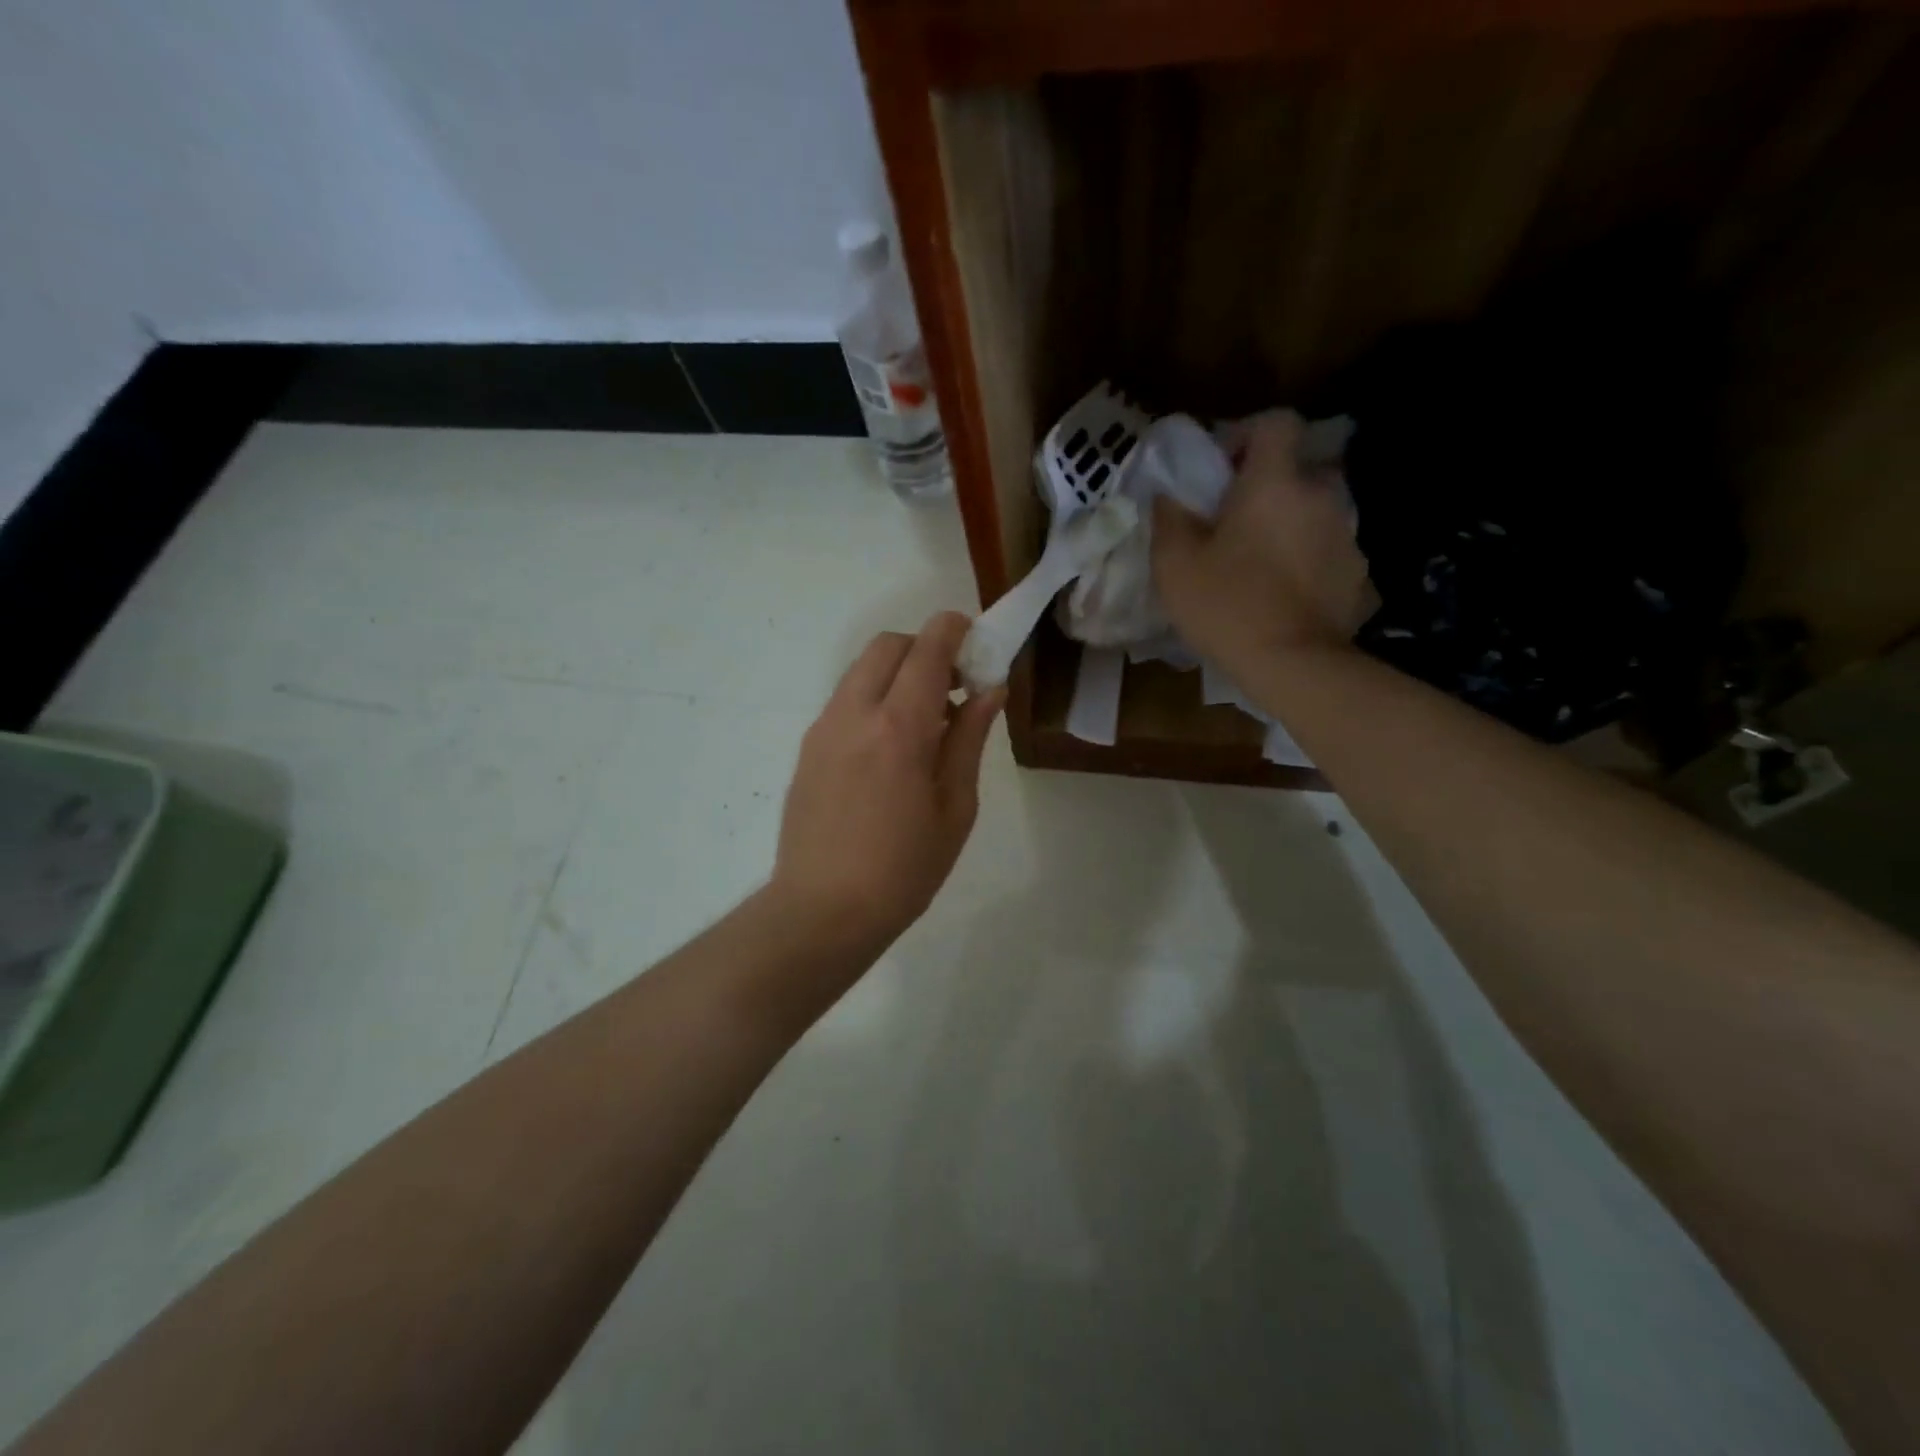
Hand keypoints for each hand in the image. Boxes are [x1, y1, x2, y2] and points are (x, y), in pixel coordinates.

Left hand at [771, 612, 1004, 951]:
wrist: (822, 911)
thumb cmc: (904, 869)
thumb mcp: (955, 807)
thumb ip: (970, 739)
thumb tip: (990, 690)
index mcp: (900, 728)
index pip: (927, 650)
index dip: (954, 630)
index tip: (975, 638)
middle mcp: (855, 713)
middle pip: (887, 645)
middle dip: (924, 648)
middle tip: (953, 687)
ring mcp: (823, 729)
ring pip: (861, 670)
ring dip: (896, 674)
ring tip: (924, 723)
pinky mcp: (807, 748)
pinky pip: (845, 701)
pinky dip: (873, 699)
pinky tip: (890, 748)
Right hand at [1152, 410, 1376, 677]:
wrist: (1292, 664)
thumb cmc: (1226, 605)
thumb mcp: (1174, 563)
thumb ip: (1169, 517)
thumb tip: (1168, 494)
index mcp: (1274, 482)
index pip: (1276, 422)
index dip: (1248, 435)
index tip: (1223, 470)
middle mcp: (1320, 495)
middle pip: (1296, 470)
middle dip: (1267, 489)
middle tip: (1235, 526)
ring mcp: (1346, 534)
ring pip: (1313, 512)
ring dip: (1289, 526)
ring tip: (1259, 566)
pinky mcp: (1358, 573)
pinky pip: (1327, 552)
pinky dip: (1307, 561)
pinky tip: (1285, 595)